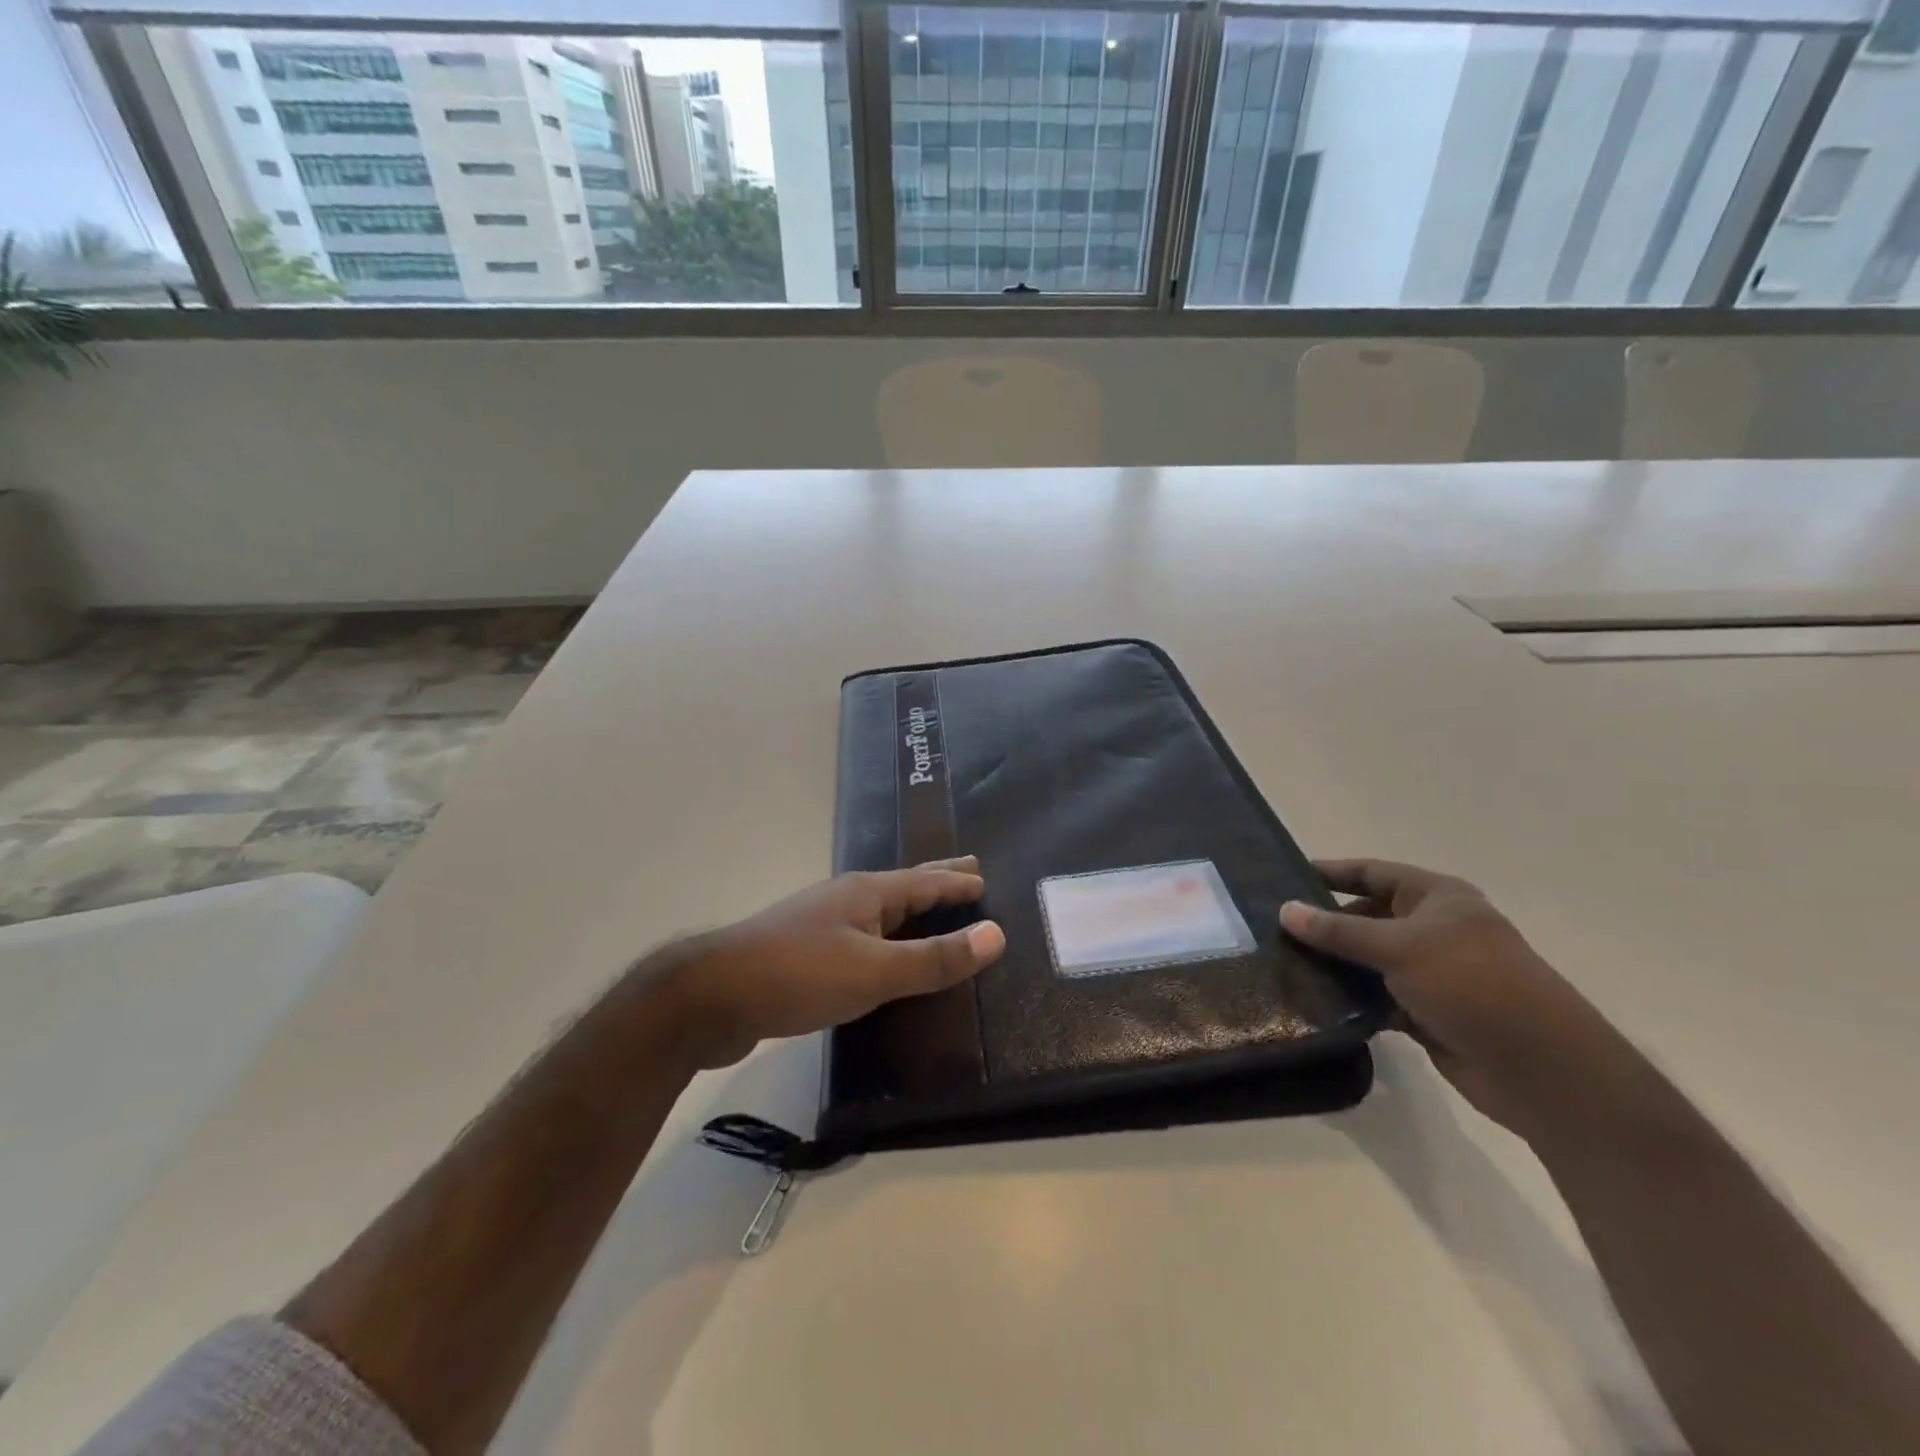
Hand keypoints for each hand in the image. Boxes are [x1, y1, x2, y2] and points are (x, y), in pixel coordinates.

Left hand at [661, 857, 1006, 1069]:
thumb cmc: (799, 974)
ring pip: (879, 914)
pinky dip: (884, 942)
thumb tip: (996, 935)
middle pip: (902, 886)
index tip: (983, 877)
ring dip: (910, 913)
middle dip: (936, 880)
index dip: (956, 881)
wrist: (711, 997)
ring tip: (930, 916)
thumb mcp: (875, 970)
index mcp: (867, 893)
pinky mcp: (802, 954)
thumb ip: (934, 958)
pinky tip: (880, 957)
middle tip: (968, 872)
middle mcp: (845, 899)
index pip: (925, 881)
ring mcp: (820, 924)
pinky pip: (859, 939)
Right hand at [1280, 859, 1624, 1137]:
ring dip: (1334, 964)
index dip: (1330, 872)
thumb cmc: (1472, 985)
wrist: (1542, 1070)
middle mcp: (1434, 929)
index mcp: (1437, 898)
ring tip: (1283, 964)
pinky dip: (1351, 999)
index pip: (1371, 873)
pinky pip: (1376, 997)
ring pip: (1369, 960)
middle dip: (1325, 924)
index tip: (1284, 876)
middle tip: (1273, 929)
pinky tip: (1314, 1002)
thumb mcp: (1399, 948)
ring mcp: (1432, 973)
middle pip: (1366, 916)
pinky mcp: (1427, 1012)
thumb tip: (1284, 909)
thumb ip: (1338, 930)